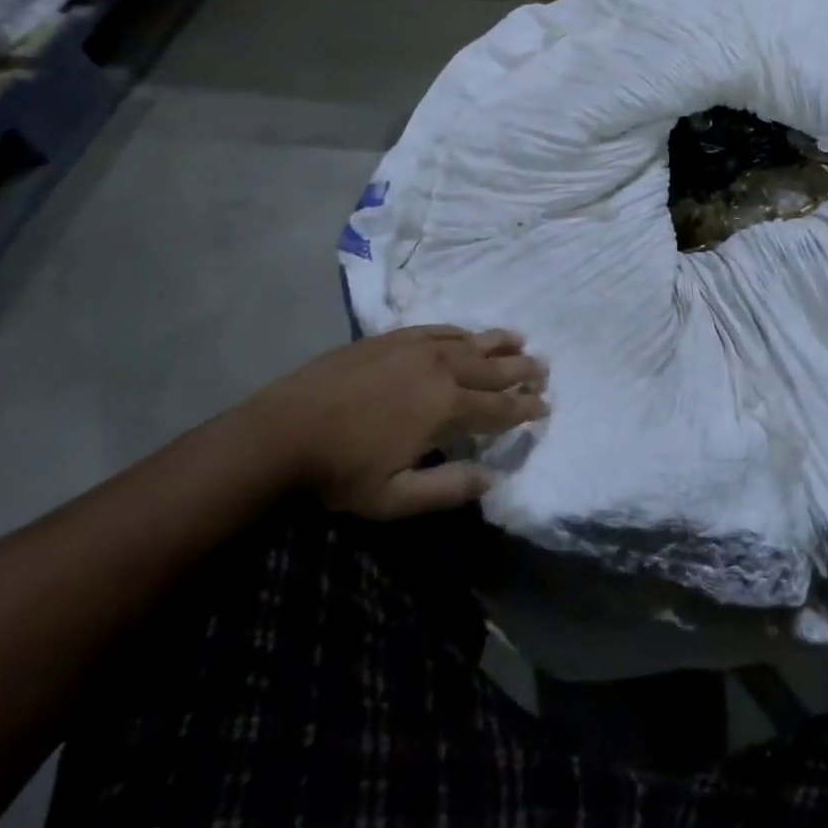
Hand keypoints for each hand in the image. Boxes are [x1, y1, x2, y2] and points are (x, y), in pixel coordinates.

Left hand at [246, 326, 547, 518]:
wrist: (281, 431)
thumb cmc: (339, 471)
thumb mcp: (394, 497)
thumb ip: (448, 487)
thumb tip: (494, 477)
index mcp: (445, 407)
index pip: (499, 407)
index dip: (526, 408)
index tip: (546, 406)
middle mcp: (439, 368)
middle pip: (492, 367)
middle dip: (522, 369)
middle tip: (544, 368)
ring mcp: (414, 347)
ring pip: (469, 342)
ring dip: (498, 343)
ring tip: (520, 339)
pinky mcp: (391, 337)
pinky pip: (438, 330)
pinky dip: (460, 333)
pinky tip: (467, 334)